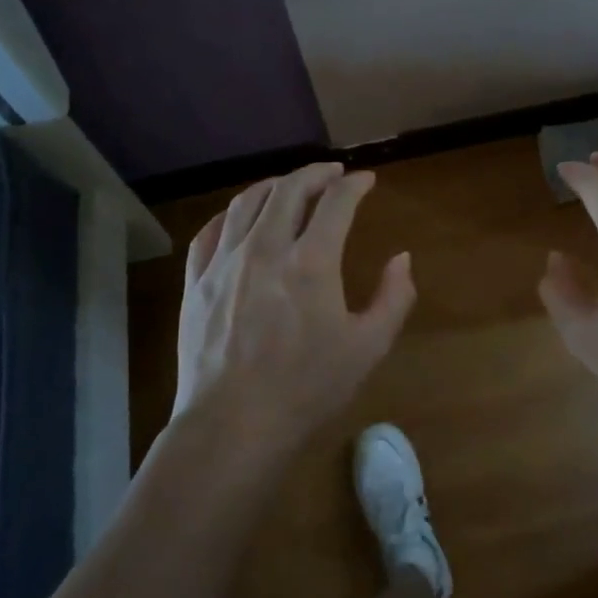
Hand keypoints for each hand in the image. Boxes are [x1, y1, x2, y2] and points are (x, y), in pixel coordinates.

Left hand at [175, 163, 414, 459]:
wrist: (233, 425)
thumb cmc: (307, 387)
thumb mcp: (369, 347)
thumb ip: (394, 297)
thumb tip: (402, 258)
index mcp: (311, 262)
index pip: (336, 202)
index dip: (355, 184)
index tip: (366, 180)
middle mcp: (265, 248)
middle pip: (288, 189)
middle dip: (315, 173)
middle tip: (332, 173)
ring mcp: (224, 263)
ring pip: (246, 202)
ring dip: (273, 186)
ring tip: (289, 186)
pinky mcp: (195, 282)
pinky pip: (209, 231)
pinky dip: (231, 214)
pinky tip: (240, 217)